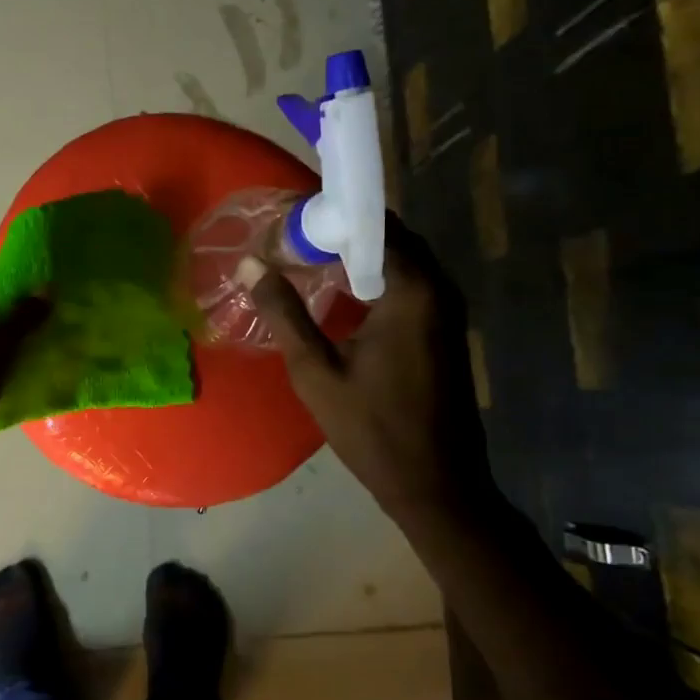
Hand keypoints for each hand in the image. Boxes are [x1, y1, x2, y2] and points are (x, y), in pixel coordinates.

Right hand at [238, 215, 493, 527]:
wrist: (436, 483)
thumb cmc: (373, 428)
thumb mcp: (316, 371)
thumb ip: (284, 313)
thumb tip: (251, 265)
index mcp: (413, 291)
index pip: (373, 224)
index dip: (329, 216)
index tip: (288, 222)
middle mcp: (440, 288)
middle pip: (390, 236)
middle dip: (342, 232)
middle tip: (292, 239)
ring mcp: (448, 308)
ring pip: (401, 258)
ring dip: (359, 253)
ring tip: (308, 259)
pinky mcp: (446, 327)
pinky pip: (410, 281)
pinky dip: (376, 275)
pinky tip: (341, 292)